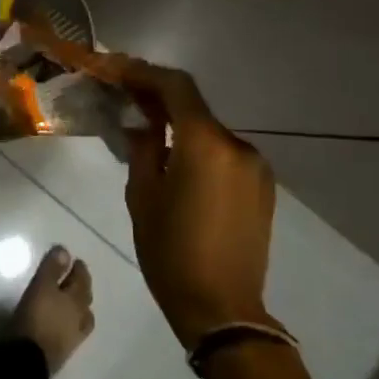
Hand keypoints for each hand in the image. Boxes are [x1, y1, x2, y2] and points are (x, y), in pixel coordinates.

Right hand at [96, 55, 276, 348]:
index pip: (176, 87)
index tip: (116, 69)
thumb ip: (143, 149)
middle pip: (194, 107)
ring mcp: (255, 167)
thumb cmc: (171, 253)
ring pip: (209, 131)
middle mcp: (237, 146)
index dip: (144, 72)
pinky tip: (176, 161)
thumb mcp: (142, 196)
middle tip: (124, 96)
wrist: (223, 309)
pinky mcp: (262, 187)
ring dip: (179, 124)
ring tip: (147, 132)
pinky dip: (198, 147)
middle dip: (158, 98)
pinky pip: (224, 154)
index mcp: (205, 145)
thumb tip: (142, 126)